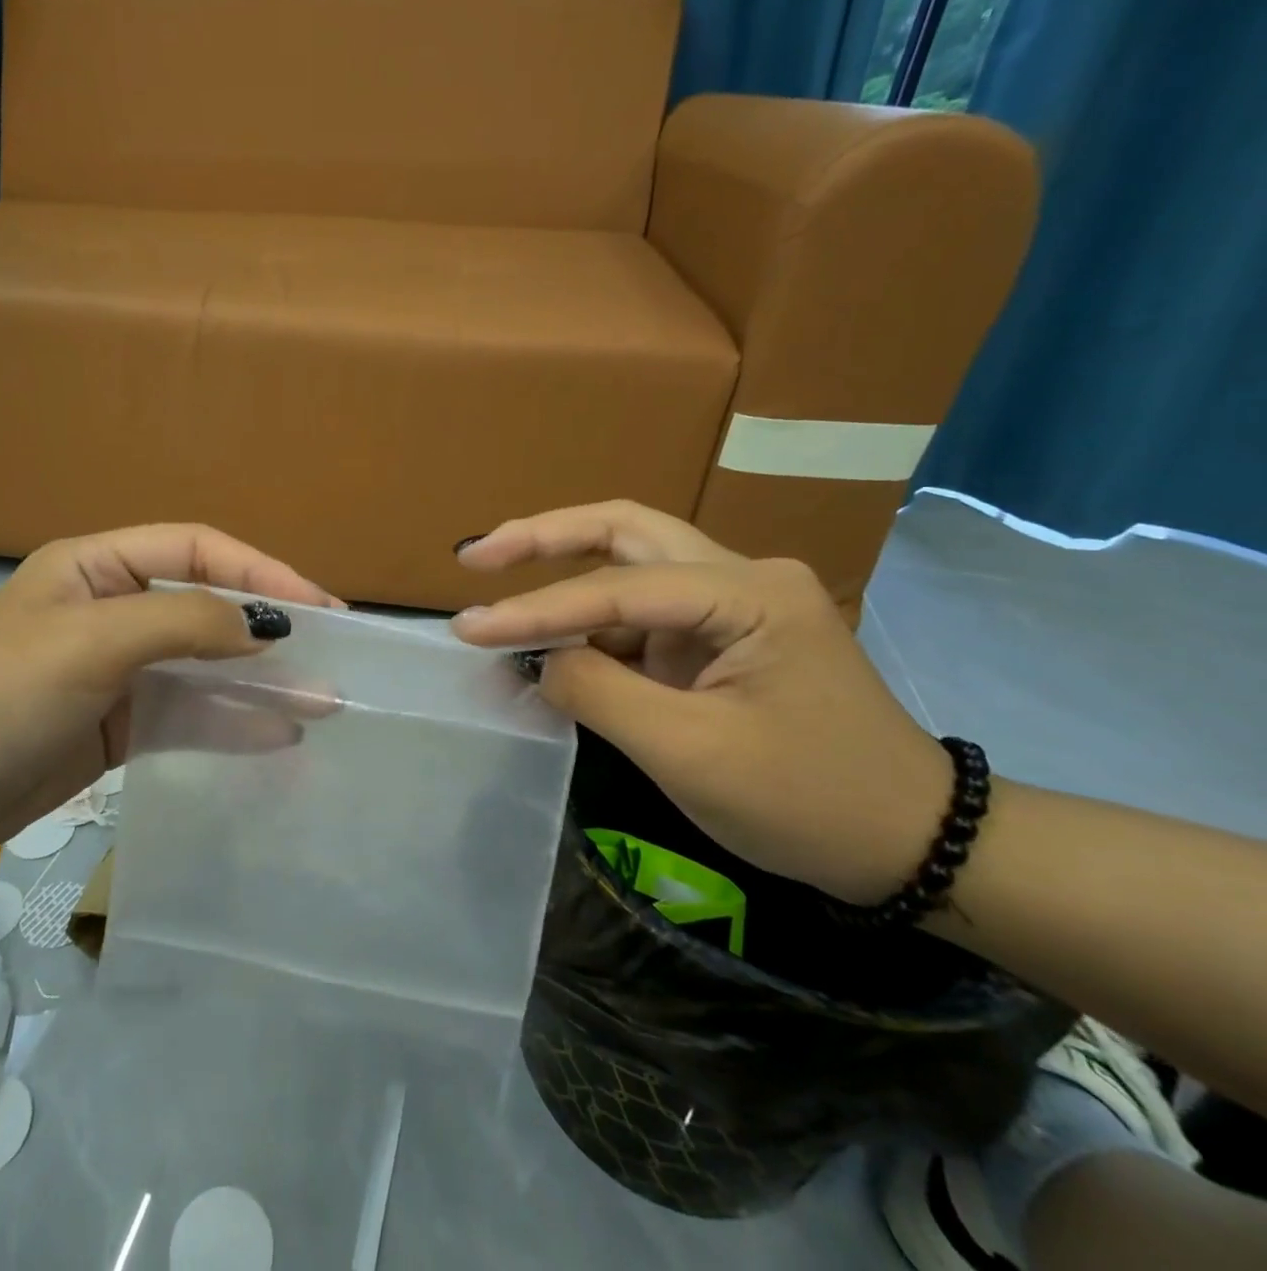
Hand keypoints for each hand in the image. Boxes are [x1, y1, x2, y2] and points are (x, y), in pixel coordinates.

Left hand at [0, 525, 337, 864]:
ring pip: (205, 667)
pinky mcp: (119, 726)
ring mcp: (119, 672)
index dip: (262, 570)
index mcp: (100, 567)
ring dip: (259, 681)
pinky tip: (277, 735)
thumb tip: (260, 629)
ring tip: (322, 699)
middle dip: (269, 629)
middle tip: (333, 652)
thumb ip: (180, 622)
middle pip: (208, 607)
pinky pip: (187, 716)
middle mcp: (115, 610)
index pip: (198, 551)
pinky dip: (230, 723)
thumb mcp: (89, 642)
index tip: (318, 607)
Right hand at [452, 501, 951, 903]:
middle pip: (624, 532)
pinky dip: (587, 631)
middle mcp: (740, 577)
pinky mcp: (718, 639)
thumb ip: (598, 693)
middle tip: (477, 557)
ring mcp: (730, 607)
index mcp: (748, 594)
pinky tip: (547, 652)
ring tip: (496, 605)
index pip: (617, 588)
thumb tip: (539, 660)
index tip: (467, 627)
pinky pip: (638, 619)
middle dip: (544, 538)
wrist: (912, 846)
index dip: (535, 609)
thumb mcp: (689, 753)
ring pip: (628, 569)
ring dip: (560, 584)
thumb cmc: (808, 801)